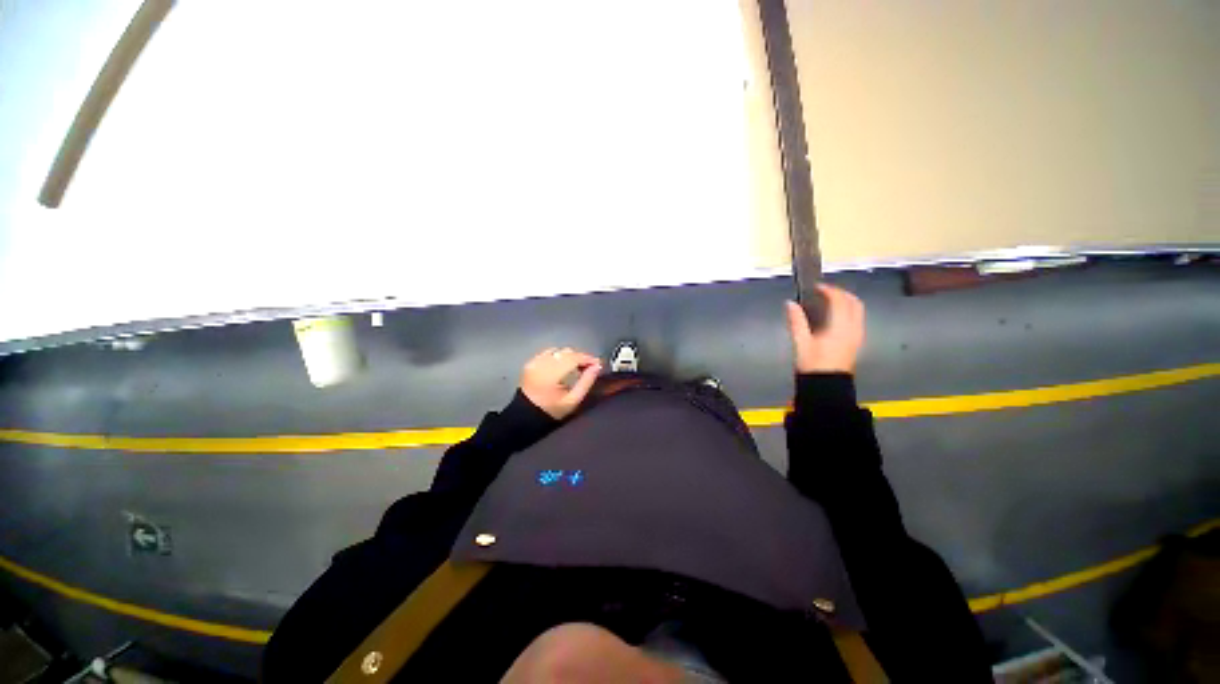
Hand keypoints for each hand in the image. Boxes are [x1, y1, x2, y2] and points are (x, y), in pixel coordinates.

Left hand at [520, 347, 602, 419]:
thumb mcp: (572, 400)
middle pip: (566, 352)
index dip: (587, 358)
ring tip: (575, 367)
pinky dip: (557, 356)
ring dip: (568, 356)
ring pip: (557, 350)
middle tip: (588, 367)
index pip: (573, 358)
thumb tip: (596, 367)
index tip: (597, 364)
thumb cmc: (552, 410)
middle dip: (579, 357)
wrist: (526, 414)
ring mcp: (534, 362)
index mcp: (551, 374)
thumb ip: (586, 382)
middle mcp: (541, 364)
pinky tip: (561, 366)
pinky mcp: (530, 362)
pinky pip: (547, 353)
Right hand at [785, 284, 865, 373]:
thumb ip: (797, 322)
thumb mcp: (802, 345)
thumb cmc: (814, 368)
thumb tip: (790, 304)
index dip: (829, 290)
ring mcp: (857, 337)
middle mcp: (852, 329)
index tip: (817, 288)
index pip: (839, 300)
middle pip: (854, 302)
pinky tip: (839, 319)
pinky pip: (858, 321)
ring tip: (834, 303)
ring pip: (859, 311)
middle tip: (828, 292)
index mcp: (840, 327)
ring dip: (848, 302)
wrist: (827, 391)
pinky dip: (850, 313)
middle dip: (842, 294)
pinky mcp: (857, 345)